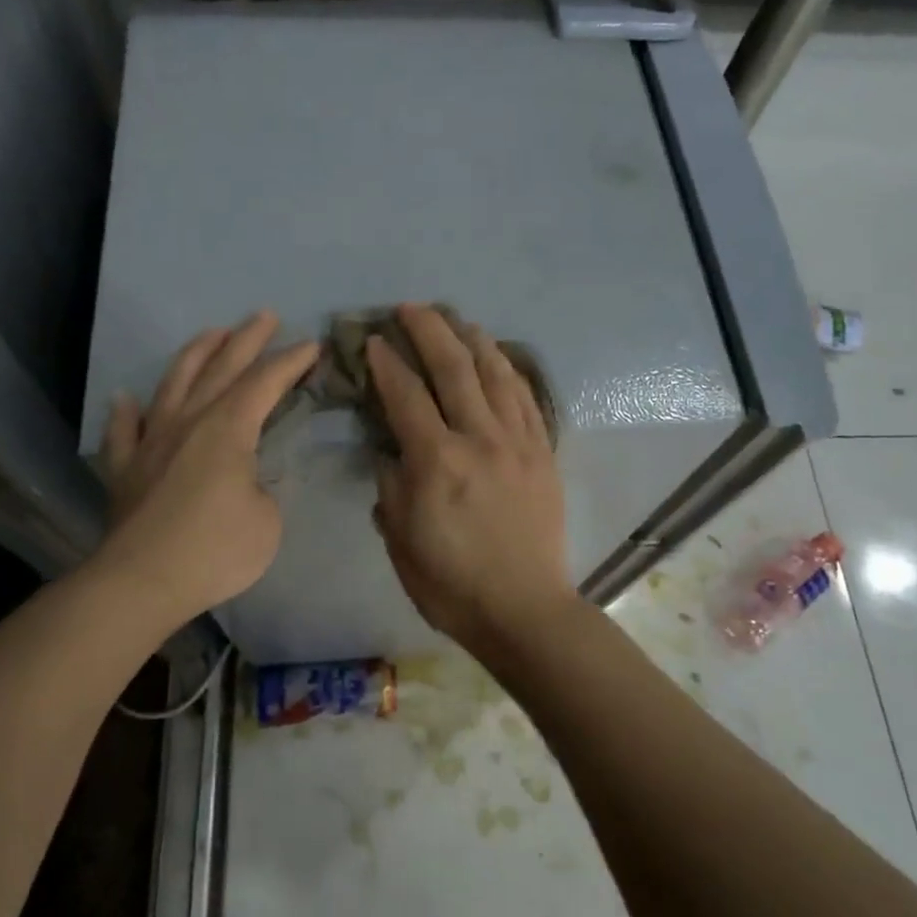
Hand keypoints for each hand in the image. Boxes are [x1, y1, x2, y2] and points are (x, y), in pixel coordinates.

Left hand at [96, 312, 318, 625]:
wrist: (141, 582)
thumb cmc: (215, 550)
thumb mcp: (267, 521)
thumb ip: (261, 488)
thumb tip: (244, 480)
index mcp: (228, 429)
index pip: (265, 382)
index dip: (291, 361)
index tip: (312, 344)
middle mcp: (189, 422)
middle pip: (221, 369)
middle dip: (247, 339)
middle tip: (264, 315)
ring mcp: (152, 442)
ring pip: (173, 384)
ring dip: (195, 354)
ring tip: (211, 333)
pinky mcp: (125, 469)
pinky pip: (124, 431)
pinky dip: (125, 413)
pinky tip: (126, 399)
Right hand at [368, 304, 574, 647]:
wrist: (524, 609)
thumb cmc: (451, 583)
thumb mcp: (400, 538)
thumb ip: (391, 484)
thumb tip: (391, 447)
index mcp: (437, 461)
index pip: (406, 395)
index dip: (387, 362)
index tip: (375, 340)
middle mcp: (480, 439)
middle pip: (454, 367)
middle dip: (429, 329)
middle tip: (410, 308)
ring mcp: (517, 442)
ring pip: (495, 373)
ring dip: (472, 339)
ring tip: (456, 319)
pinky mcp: (542, 453)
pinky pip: (526, 398)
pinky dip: (508, 370)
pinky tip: (497, 358)